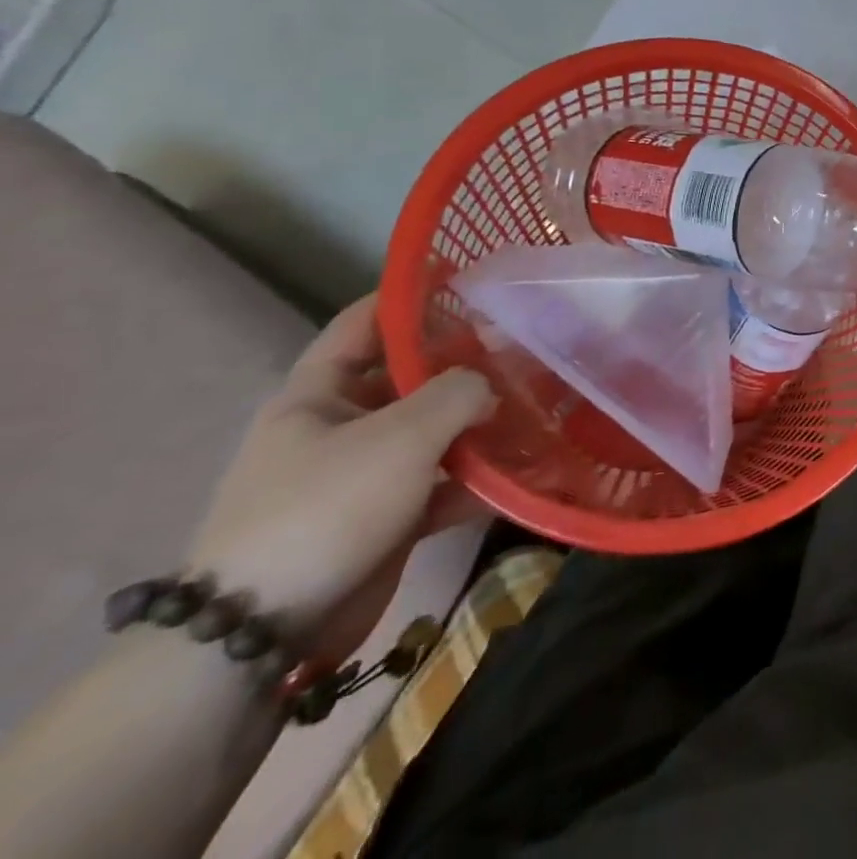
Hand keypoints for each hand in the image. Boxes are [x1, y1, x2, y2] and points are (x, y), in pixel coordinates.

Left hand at [186, 294, 497, 665]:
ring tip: (541, 406)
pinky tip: (524, 473)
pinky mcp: (385, 517)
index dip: (413, 294)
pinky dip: (478, 478)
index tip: (473, 277)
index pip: (365, 321)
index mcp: (317, 394)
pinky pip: (441, 483)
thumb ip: (460, 392)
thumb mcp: (402, 435)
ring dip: (482, 423)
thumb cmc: (326, 508)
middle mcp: (338, 426)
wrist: (262, 633)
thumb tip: (493, 386)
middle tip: (528, 348)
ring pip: (434, 431)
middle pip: (411, 377)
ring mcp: (363, 474)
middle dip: (468, 363)